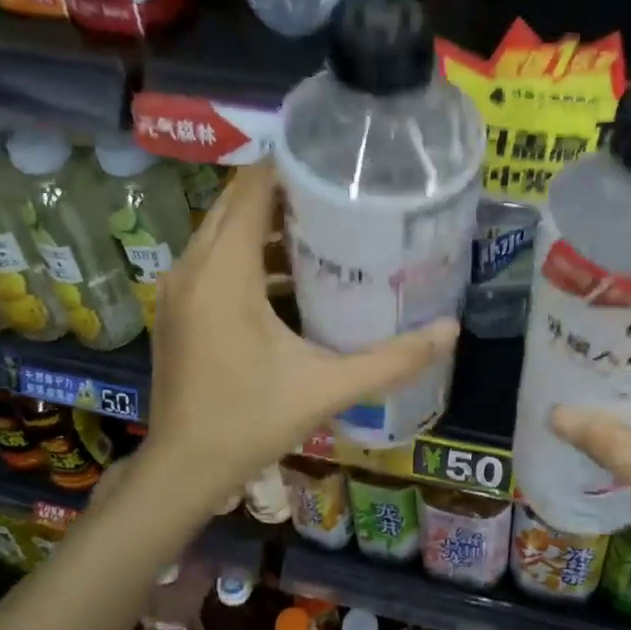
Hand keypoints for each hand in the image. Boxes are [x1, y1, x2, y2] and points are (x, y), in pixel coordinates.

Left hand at [131, 160, 457, 515]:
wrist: (183, 469)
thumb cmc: (250, 421)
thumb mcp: (327, 388)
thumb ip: (391, 359)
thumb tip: (451, 330)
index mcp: (224, 273)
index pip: (251, 190)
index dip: (289, 166)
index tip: (334, 160)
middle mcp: (193, 268)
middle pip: (236, 203)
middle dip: (284, 190)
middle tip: (340, 190)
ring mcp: (180, 288)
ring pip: (223, 230)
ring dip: (267, 222)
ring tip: (326, 224)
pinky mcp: (180, 308)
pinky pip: (216, 258)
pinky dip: (250, 252)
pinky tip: (294, 274)